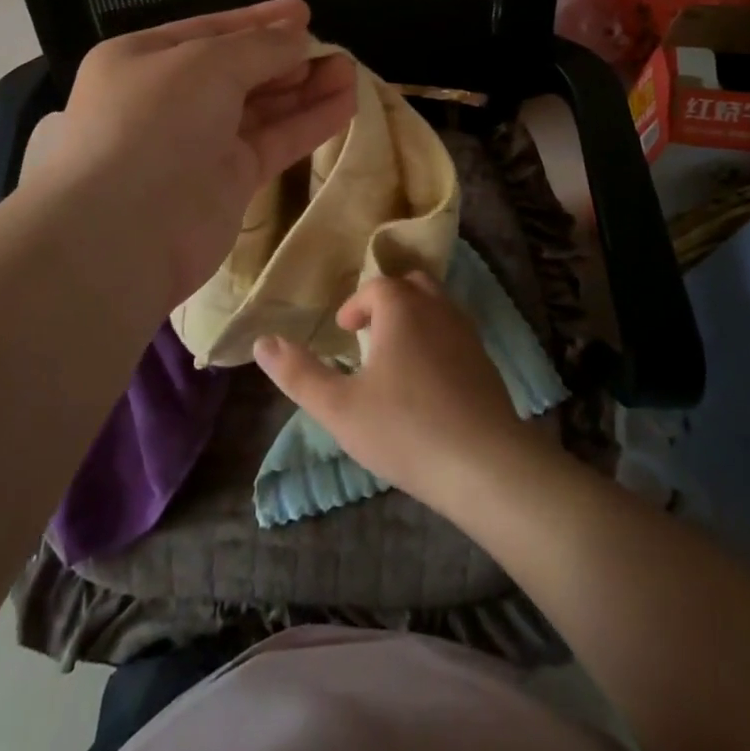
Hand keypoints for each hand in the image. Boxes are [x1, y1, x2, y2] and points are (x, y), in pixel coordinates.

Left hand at [30, 0, 357, 312]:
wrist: (124, 232)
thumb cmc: (154, 123)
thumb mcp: (206, 63)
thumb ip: (260, 46)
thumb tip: (298, 36)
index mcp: (145, 60)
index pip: (211, 30)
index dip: (259, 20)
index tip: (304, 12)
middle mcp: (170, 99)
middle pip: (240, 70)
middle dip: (287, 57)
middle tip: (334, 48)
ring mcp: (199, 143)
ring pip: (262, 108)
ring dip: (305, 89)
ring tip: (350, 71)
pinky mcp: (228, 182)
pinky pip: (274, 142)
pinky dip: (307, 123)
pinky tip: (345, 105)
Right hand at [253, 273, 539, 511]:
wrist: (486, 464)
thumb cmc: (405, 429)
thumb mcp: (339, 407)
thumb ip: (299, 374)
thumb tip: (263, 342)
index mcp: (402, 308)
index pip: (376, 287)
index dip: (356, 305)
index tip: (343, 331)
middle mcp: (438, 308)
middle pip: (412, 286)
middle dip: (388, 303)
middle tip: (369, 336)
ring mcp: (468, 333)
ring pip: (438, 307)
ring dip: (414, 320)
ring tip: (394, 360)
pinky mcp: (486, 362)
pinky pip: (455, 334)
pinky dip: (436, 342)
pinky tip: (427, 384)